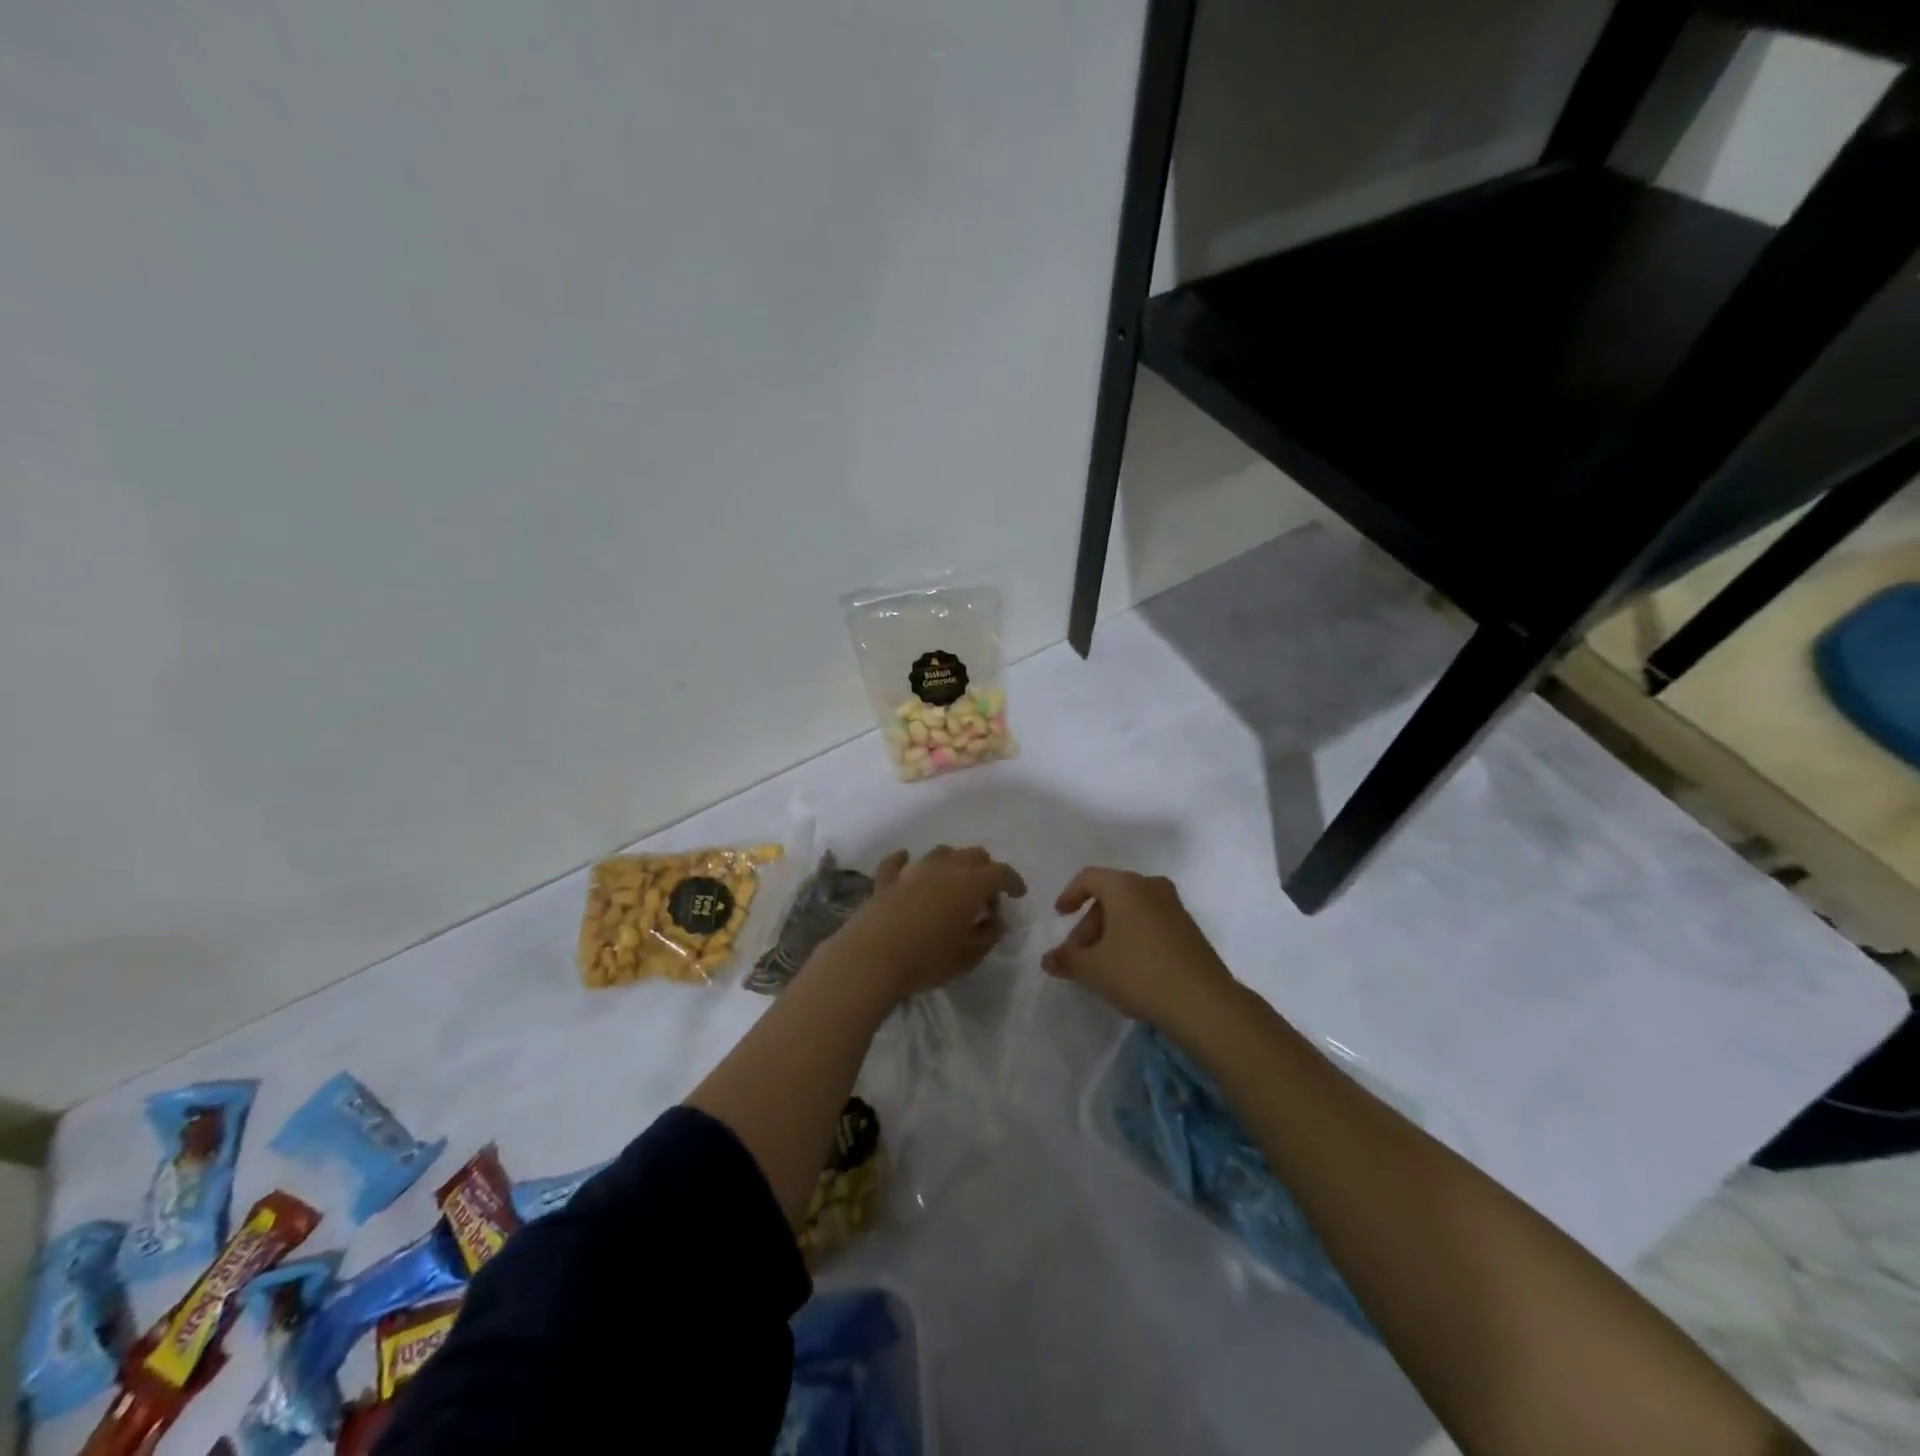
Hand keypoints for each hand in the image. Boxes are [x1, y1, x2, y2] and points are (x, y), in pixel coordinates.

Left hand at [823, 846, 1027, 1004]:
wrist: (871, 958)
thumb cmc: (927, 959)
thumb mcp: (969, 956)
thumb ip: (988, 935)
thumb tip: (996, 921)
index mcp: (970, 884)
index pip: (1001, 872)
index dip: (1013, 881)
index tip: (1018, 895)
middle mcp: (944, 868)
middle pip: (973, 855)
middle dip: (985, 870)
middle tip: (986, 897)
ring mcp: (912, 871)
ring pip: (940, 853)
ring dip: (952, 863)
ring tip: (953, 884)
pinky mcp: (885, 881)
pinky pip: (897, 862)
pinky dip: (906, 862)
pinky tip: (907, 864)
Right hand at [1043, 868, 1238, 1031]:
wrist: (1203, 1002)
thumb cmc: (1138, 972)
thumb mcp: (1092, 968)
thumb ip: (1066, 960)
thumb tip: (1048, 959)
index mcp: (1125, 886)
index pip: (1089, 878)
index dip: (1070, 895)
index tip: (1060, 917)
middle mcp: (1151, 887)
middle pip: (1110, 895)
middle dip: (1089, 923)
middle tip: (1079, 954)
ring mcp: (1174, 908)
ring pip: (1132, 911)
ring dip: (1111, 932)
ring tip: (1101, 965)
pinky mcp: (1190, 930)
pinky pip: (1151, 924)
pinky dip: (1133, 938)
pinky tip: (1129, 969)